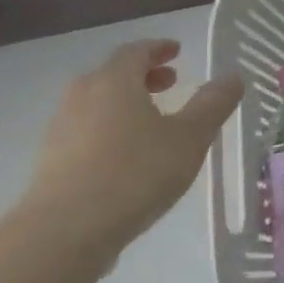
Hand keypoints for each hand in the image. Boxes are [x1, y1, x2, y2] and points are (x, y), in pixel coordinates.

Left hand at [22, 38, 243, 258]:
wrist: (63, 234)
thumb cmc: (135, 173)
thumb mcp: (190, 137)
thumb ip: (213, 104)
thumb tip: (233, 77)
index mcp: (114, 82)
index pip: (135, 51)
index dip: (158, 48)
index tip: (177, 51)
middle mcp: (82, 97)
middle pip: (112, 75)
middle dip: (143, 75)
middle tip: (171, 83)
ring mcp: (60, 130)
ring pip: (96, 104)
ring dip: (125, 103)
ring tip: (153, 122)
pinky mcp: (50, 163)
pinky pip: (86, 132)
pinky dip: (109, 129)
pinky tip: (128, 156)